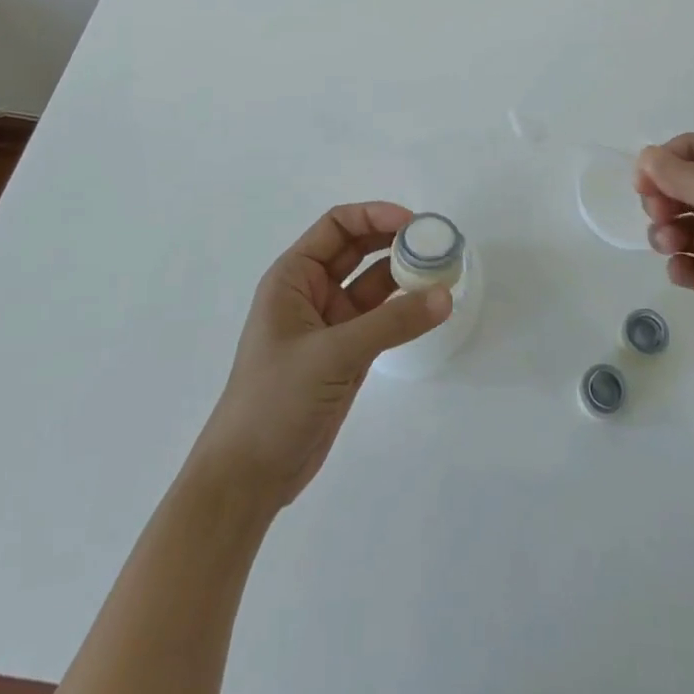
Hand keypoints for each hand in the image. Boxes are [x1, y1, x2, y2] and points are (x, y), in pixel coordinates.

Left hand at [191, 202, 450, 509]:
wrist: (248, 477)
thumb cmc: (275, 400)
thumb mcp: (332, 354)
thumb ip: (391, 323)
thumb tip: (444, 295)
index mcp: (293, 278)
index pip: (336, 226)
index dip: (374, 216)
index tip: (414, 223)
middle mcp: (311, 293)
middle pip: (358, 250)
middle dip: (395, 242)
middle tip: (435, 245)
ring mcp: (330, 325)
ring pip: (373, 286)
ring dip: (404, 277)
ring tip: (443, 272)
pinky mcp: (346, 355)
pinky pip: (381, 320)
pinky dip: (405, 311)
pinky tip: (431, 307)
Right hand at [636, 133, 693, 392]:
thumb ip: (687, 179)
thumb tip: (646, 155)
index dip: (664, 162)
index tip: (642, 185)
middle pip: (685, 186)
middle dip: (664, 197)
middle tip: (659, 216)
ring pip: (685, 224)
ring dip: (667, 230)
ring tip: (671, 246)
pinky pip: (693, 265)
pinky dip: (680, 265)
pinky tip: (683, 273)